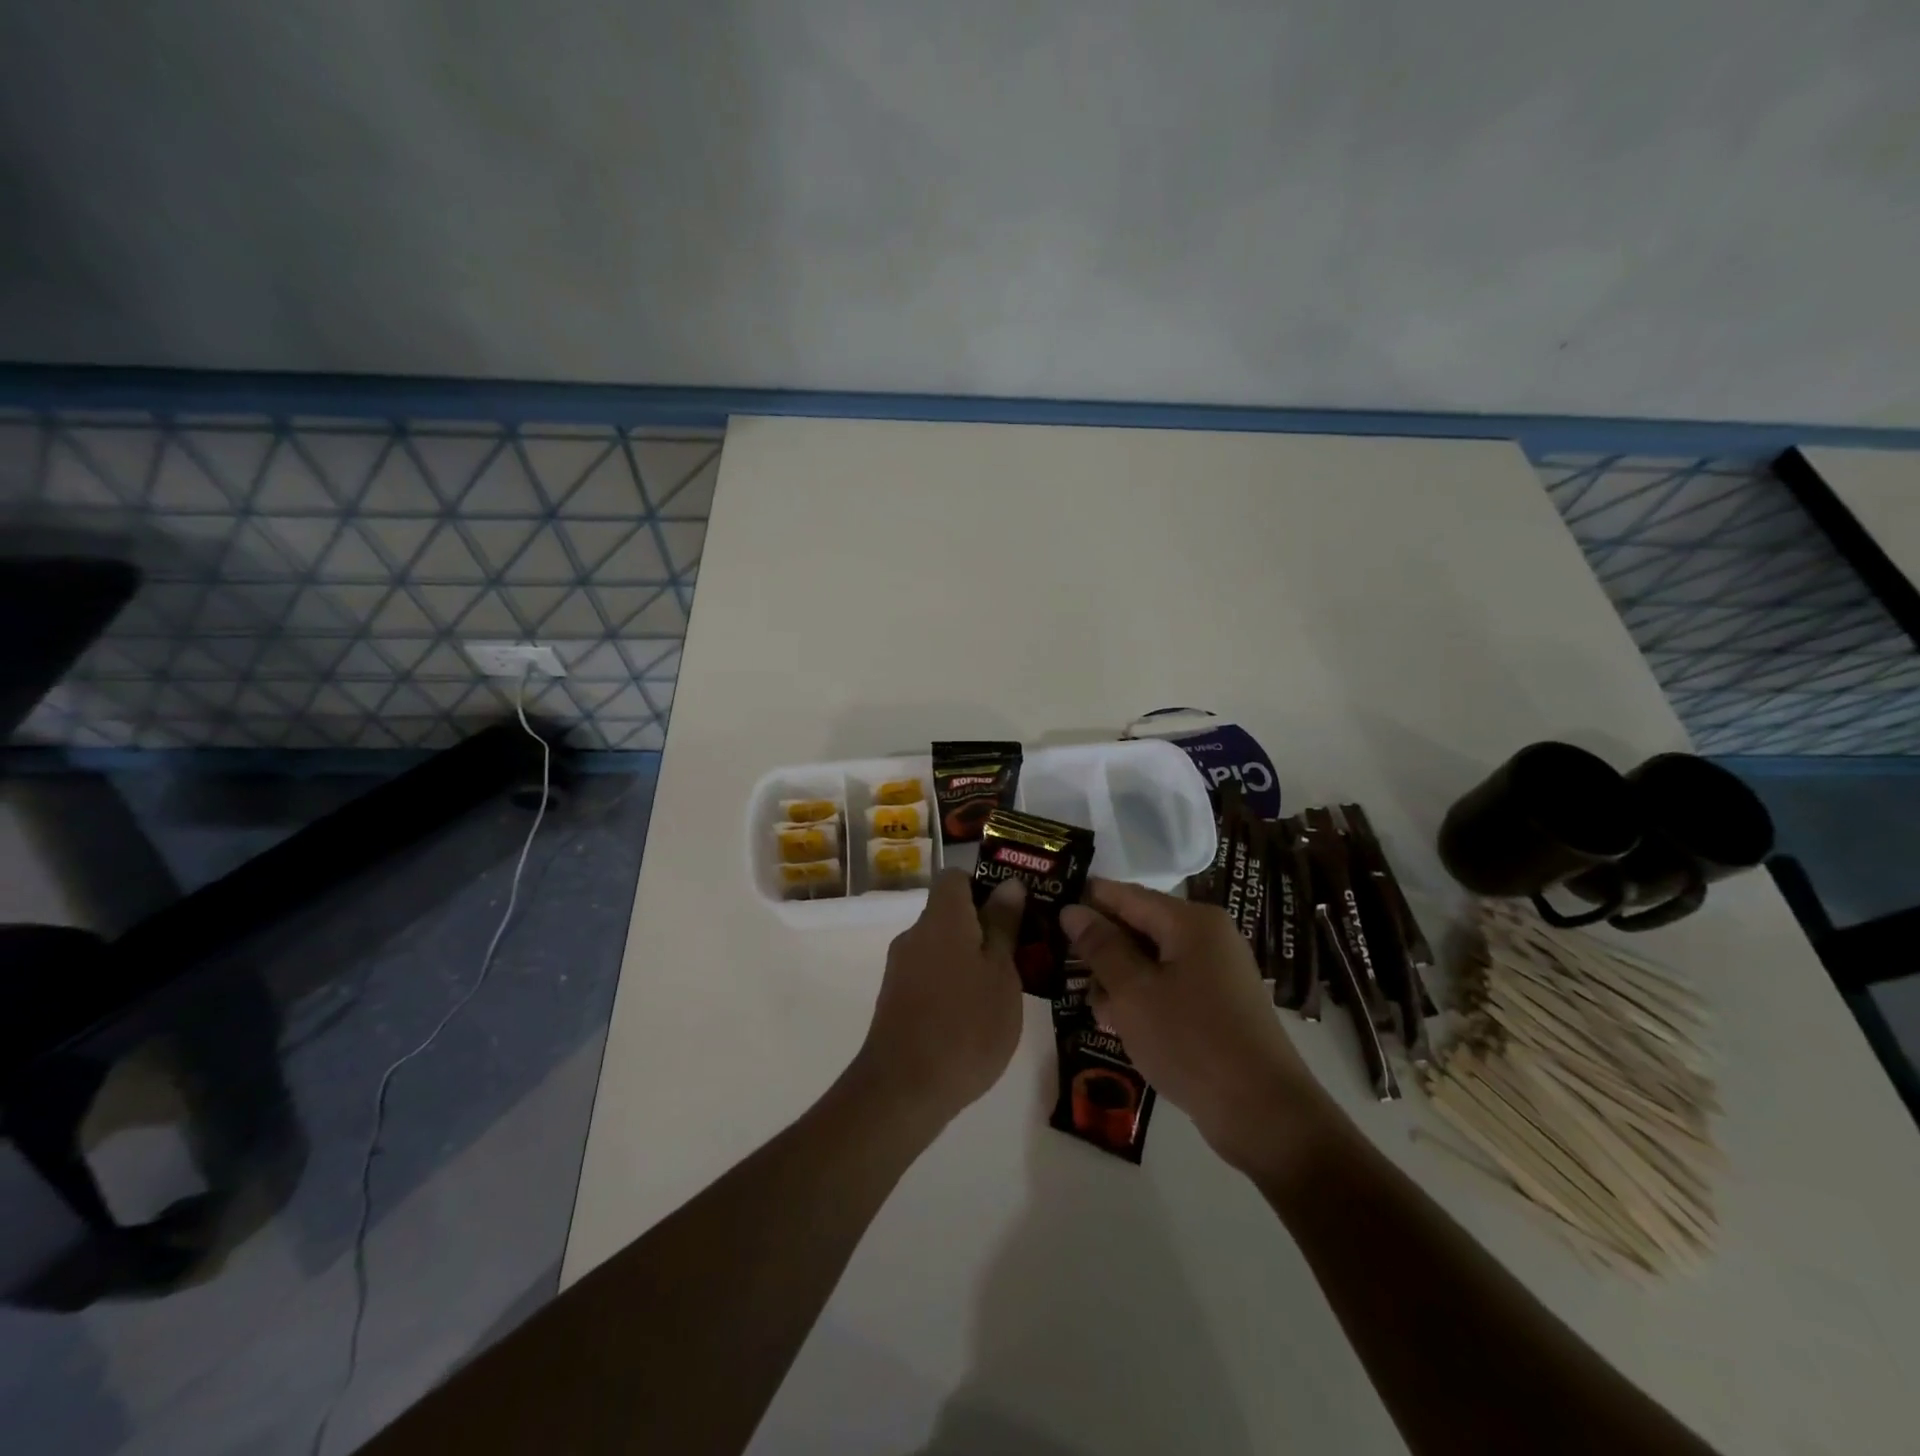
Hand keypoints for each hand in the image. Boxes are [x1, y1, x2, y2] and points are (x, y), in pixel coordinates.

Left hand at [854, 870, 1025, 1127]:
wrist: (904, 1089)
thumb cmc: (966, 1024)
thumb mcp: (1001, 973)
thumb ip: (1003, 926)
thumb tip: (1009, 884)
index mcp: (942, 918)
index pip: (956, 877)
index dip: (985, 886)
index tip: (1014, 911)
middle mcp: (915, 934)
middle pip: (950, 912)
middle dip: (984, 927)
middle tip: (1022, 953)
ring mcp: (901, 968)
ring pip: (942, 946)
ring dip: (970, 958)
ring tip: (1005, 989)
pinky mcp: (895, 999)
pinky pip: (930, 973)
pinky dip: (953, 982)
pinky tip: (975, 1014)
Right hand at [1059, 878, 1333, 1174]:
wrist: (1264, 1114)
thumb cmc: (1191, 1041)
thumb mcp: (1133, 992)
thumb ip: (1100, 947)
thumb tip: (1072, 909)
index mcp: (1190, 921)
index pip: (1125, 895)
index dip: (1085, 902)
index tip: (1047, 914)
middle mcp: (1206, 936)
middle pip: (1138, 926)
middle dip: (1101, 948)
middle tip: (1061, 969)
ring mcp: (1215, 971)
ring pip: (1150, 960)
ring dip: (1118, 980)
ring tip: (1093, 1009)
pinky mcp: (1217, 1004)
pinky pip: (1168, 986)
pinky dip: (1142, 999)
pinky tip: (1119, 1025)